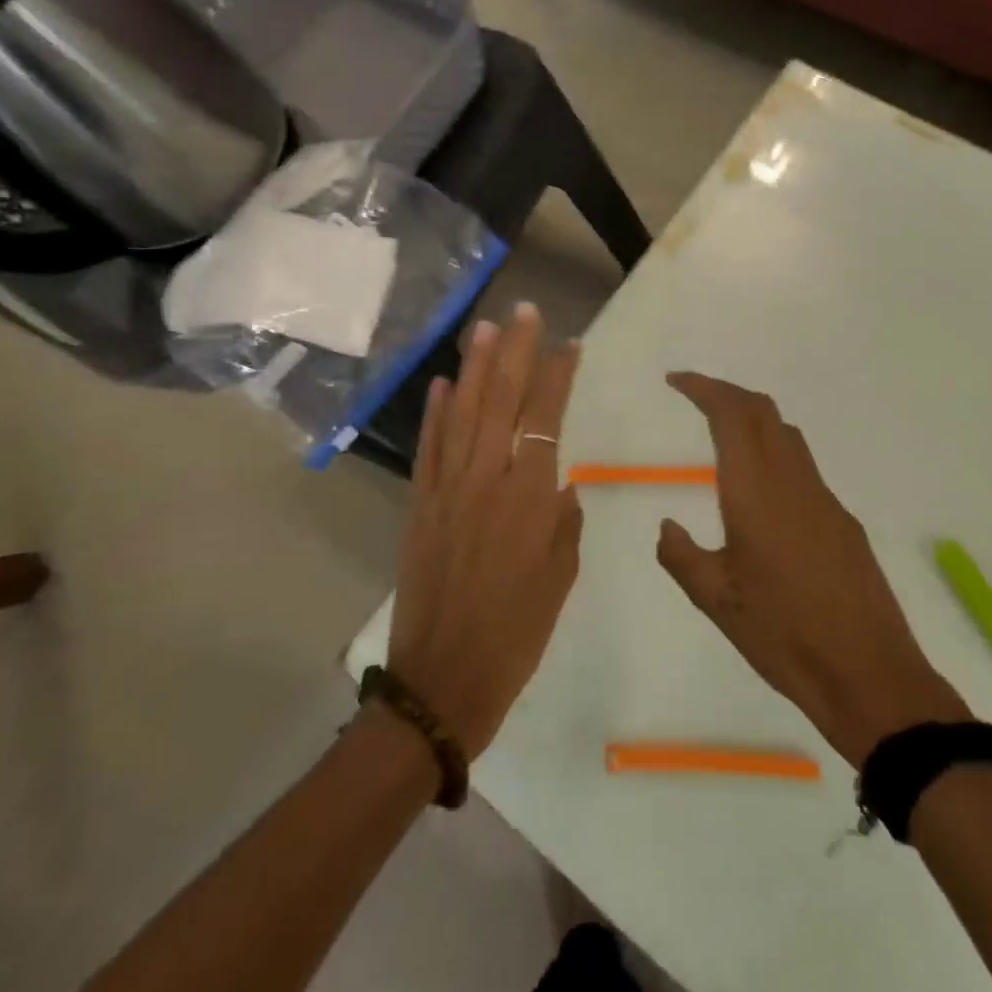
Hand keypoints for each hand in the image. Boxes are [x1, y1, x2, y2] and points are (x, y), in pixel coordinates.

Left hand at [387, 305, 582, 759]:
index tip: (570, 344)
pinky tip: (445, 384)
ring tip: (488, 328)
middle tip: (526, 311)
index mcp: (530, 498)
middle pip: (503, 402)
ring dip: (477, 368)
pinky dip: (437, 414)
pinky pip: (430, 449)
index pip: (547, 418)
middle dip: (517, 352)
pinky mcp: (421, 506)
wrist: (443, 681)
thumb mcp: (561, 578)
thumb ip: (563, 522)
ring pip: (465, 414)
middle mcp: (488, 481)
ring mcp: (448, 490)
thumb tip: (562, 483)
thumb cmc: (517, 634)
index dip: (558, 376)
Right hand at [658, 373, 970, 767]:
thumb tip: (667, 526)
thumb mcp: (716, 601)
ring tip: (724, 433)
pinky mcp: (844, 520)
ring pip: (787, 435)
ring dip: (754, 419)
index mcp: (756, 492)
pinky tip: (763, 491)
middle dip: (728, 393)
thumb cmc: (783, 634)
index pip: (732, 415)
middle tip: (696, 396)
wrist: (868, 672)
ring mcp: (825, 498)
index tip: (676, 380)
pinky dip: (775, 452)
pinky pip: (803, 466)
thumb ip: (682, 555)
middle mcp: (793, 481)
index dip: (704, 389)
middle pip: (763, 412)